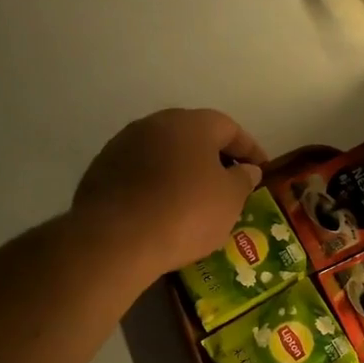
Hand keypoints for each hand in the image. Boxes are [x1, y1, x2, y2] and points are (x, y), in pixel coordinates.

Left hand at [72, 108, 267, 281]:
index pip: (230, 128)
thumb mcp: (230, 199)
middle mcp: (155, 124)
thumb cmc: (186, 213)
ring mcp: (123, 145)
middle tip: (229, 183)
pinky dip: (157, 185)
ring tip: (197, 199)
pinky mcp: (101, 170)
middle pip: (194, 136)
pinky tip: (164, 209)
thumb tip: (246, 169)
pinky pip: (141, 172)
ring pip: (164, 153)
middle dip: (214, 157)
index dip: (250, 149)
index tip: (262, 170)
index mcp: (191, 124)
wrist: (116, 239)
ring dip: (183, 170)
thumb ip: (243, 179)